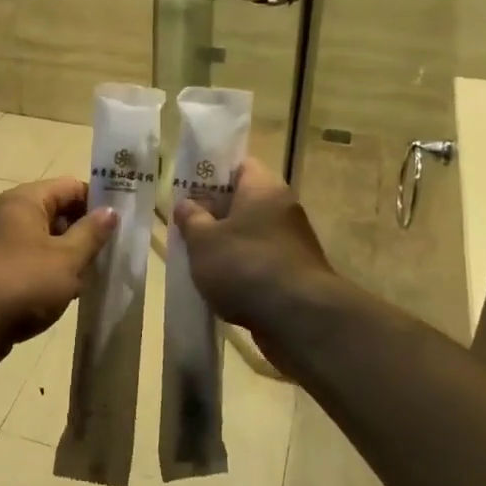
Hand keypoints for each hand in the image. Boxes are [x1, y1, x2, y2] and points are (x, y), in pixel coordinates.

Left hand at [0, 177, 116, 362]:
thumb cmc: (22, 283)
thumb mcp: (67, 258)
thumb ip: (91, 233)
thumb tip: (110, 211)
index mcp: (26, 201)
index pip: (71, 187)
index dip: (98, 202)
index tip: (123, 224)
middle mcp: (11, 216)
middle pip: (58, 213)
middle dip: (86, 232)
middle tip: (114, 254)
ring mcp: (2, 245)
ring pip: (47, 242)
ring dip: (71, 257)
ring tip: (98, 277)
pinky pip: (34, 264)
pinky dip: (53, 275)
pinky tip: (71, 295)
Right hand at [173, 159, 336, 350]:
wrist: (299, 319)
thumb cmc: (246, 266)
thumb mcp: (204, 240)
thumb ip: (191, 219)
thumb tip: (186, 204)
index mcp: (264, 189)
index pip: (240, 166)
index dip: (213, 174)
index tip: (189, 190)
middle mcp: (283, 209)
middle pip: (244, 202)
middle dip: (215, 214)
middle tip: (186, 226)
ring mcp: (292, 243)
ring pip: (251, 235)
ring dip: (227, 245)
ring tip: (197, 259)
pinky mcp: (295, 274)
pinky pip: (261, 262)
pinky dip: (242, 270)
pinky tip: (220, 287)